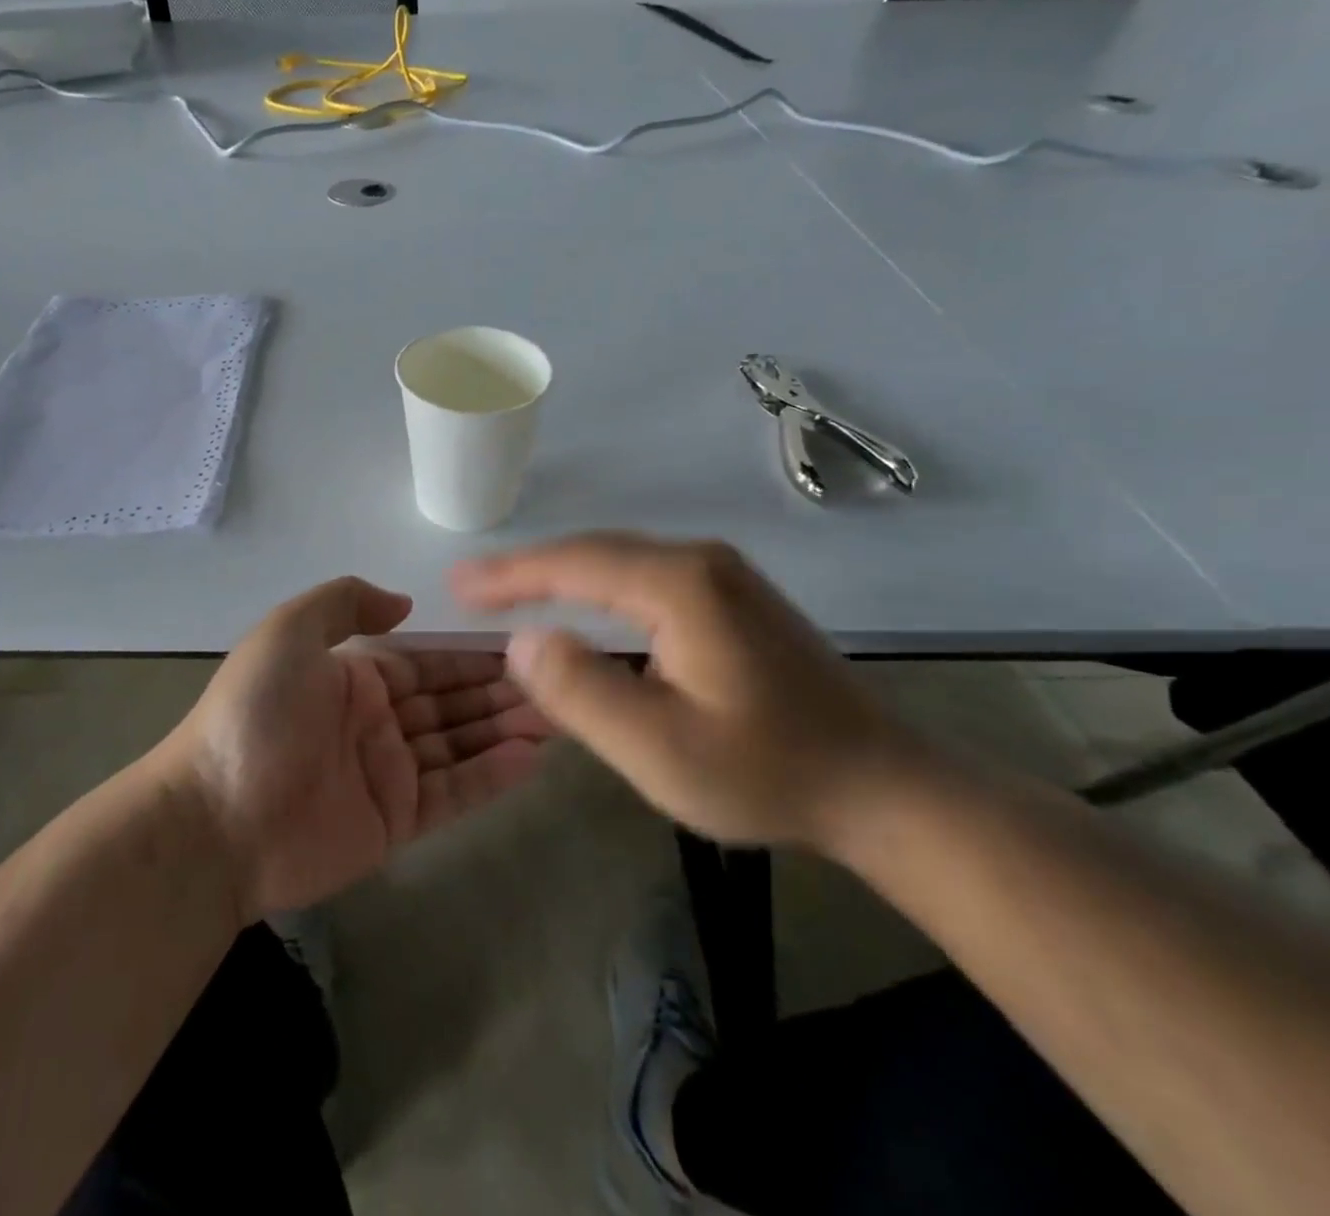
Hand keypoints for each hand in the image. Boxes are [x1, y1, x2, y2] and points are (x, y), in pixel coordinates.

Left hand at [158, 577, 555, 921]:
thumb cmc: (255, 716)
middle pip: (451, 702)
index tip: (525, 644)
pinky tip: (533, 757)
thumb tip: (405, 605)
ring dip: (506, 729)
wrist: (215, 819)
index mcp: (354, 677)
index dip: (472, 654)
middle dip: (501, 691)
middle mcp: (376, 721)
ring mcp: (388, 773)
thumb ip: (344, 603)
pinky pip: (454, 792)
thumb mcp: (287, 633)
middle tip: (561, 682)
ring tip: (560, 715)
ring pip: (460, 744)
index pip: (427, 661)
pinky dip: (493, 775)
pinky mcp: (396, 822)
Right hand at [451, 534, 925, 849]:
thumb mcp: (660, 750)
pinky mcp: (731, 595)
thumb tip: (522, 641)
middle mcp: (699, 561)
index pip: (573, 562)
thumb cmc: (766, 772)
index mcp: (680, 585)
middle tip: (470, 587)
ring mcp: (721, 574)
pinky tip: (577, 604)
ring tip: (507, 592)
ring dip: (559, 575)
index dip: (510, 572)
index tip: (457, 584)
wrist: (882, 786)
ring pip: (618, 561)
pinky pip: (643, 576)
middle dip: (527, 569)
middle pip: (593, 552)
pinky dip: (595, 586)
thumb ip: (581, 692)